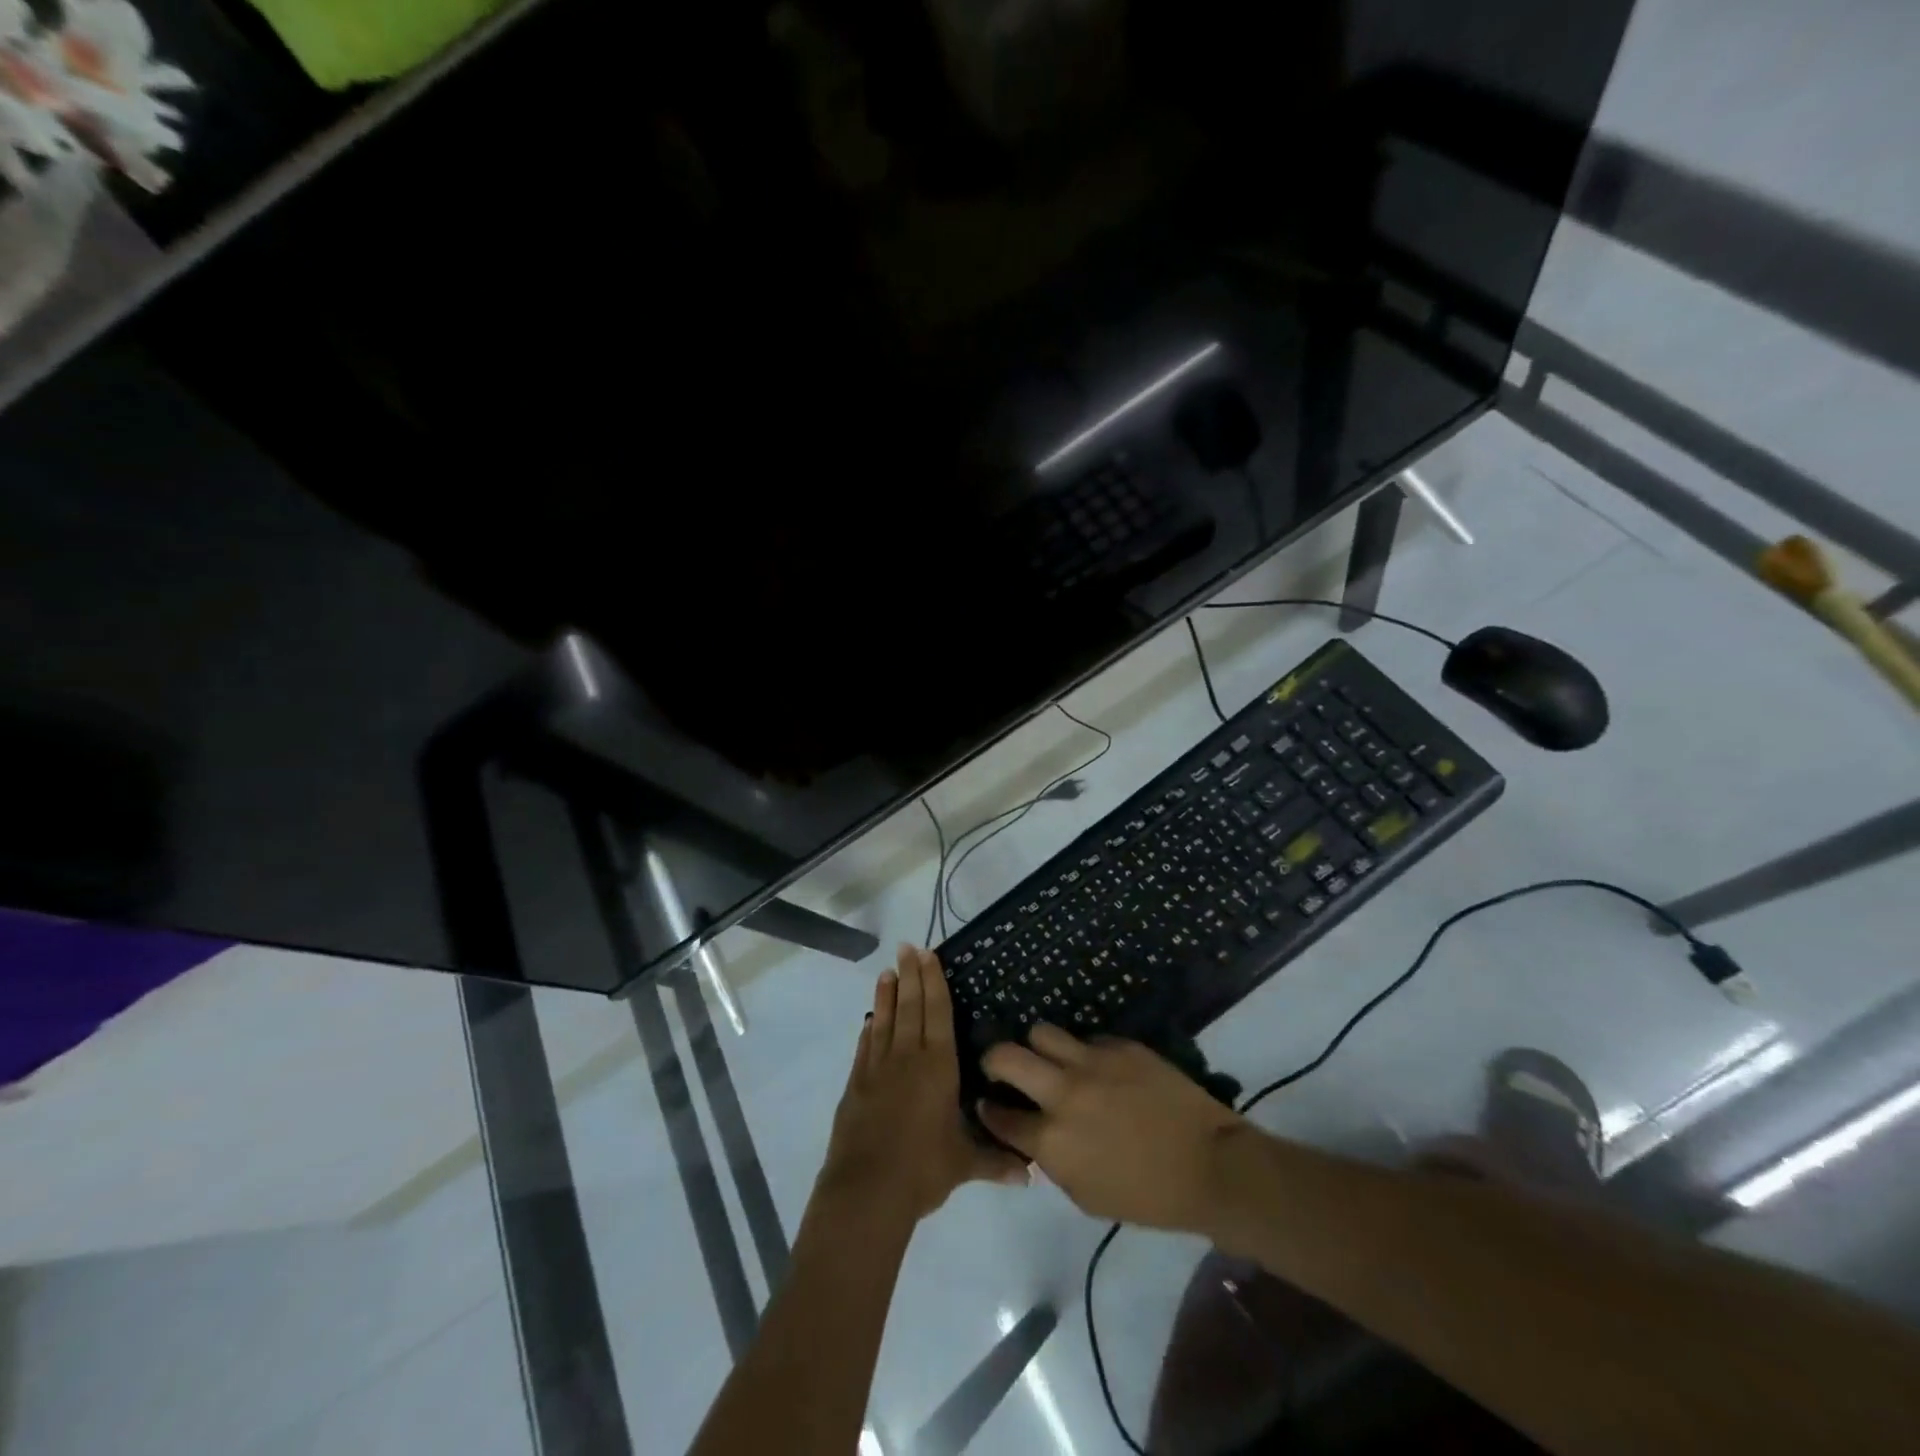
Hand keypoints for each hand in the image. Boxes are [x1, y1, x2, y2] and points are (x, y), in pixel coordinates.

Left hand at [817, 946, 1028, 1223]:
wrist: (867, 1190)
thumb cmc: (923, 1169)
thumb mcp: (964, 1165)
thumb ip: (996, 1162)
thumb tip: (1031, 1176)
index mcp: (938, 1067)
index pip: (938, 1013)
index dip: (934, 982)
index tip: (928, 955)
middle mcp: (908, 1058)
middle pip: (910, 1006)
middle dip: (910, 975)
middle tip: (907, 947)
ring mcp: (878, 1068)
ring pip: (885, 1020)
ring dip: (887, 994)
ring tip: (888, 971)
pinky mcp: (856, 1085)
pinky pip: (866, 1047)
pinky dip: (870, 1029)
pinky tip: (871, 1020)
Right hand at [978, 1026, 1248, 1233]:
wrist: (1210, 1166)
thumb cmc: (1148, 1197)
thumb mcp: (1086, 1196)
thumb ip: (1052, 1162)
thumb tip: (1036, 1137)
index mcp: (1051, 1140)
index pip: (1000, 1115)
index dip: (989, 1109)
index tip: (989, 1103)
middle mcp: (1063, 1093)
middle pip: (1005, 1056)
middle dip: (994, 1060)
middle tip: (1001, 1068)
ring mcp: (1092, 1062)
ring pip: (1041, 1032)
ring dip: (1037, 1047)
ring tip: (1048, 1058)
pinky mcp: (1120, 1045)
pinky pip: (1087, 1038)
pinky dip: (1083, 1052)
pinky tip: (1098, 1067)